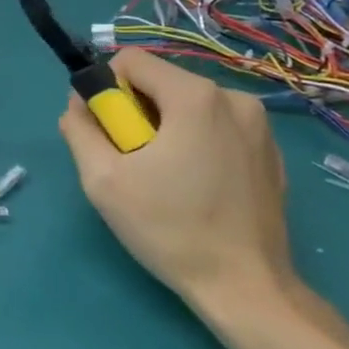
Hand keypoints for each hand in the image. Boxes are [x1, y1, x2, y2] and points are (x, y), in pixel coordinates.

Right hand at [57, 48, 291, 310]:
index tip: (108, 132)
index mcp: (195, 96)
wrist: (246, 287)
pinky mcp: (271, 152)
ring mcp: (259, 125)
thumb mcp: (103, 180)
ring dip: (166, 129)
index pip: (131, 61)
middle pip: (162, 83)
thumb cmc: (169, 229)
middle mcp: (233, 97)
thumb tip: (77, 104)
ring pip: (189, 106)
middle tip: (133, 163)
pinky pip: (218, 127)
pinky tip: (197, 188)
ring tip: (165, 179)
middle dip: (137, 113)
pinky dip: (197, 144)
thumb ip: (80, 129)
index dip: (107, 91)